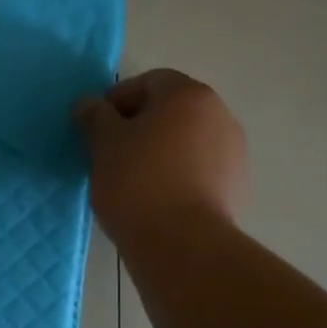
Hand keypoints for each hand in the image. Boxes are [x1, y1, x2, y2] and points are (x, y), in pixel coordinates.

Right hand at [73, 69, 246, 244]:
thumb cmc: (138, 181)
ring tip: (132, 180)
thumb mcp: (103, 143)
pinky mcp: (237, 186)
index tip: (98, 128)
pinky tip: (157, 199)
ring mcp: (233, 151)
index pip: (148, 82)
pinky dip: (178, 175)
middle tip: (111, 152)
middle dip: (140, 126)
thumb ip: (95, 115)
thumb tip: (89, 105)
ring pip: (186, 140)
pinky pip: (199, 169)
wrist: (183, 245)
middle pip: (170, 110)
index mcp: (187, 94)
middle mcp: (219, 114)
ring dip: (160, 151)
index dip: (118, 100)